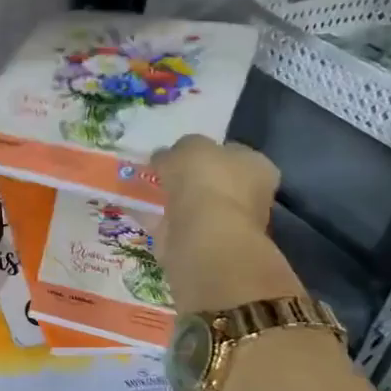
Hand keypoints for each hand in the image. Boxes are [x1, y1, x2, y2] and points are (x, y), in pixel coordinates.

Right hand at [148, 135, 303, 311]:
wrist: (204, 237)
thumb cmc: (207, 181)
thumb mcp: (189, 146)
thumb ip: (178, 149)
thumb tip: (165, 157)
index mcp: (255, 165)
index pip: (231, 153)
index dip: (204, 151)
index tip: (178, 152)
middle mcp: (246, 194)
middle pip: (211, 180)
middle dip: (185, 177)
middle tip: (158, 171)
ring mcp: (224, 222)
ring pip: (191, 204)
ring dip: (169, 198)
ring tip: (140, 188)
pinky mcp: (200, 243)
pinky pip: (173, 223)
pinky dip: (155, 217)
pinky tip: (134, 207)